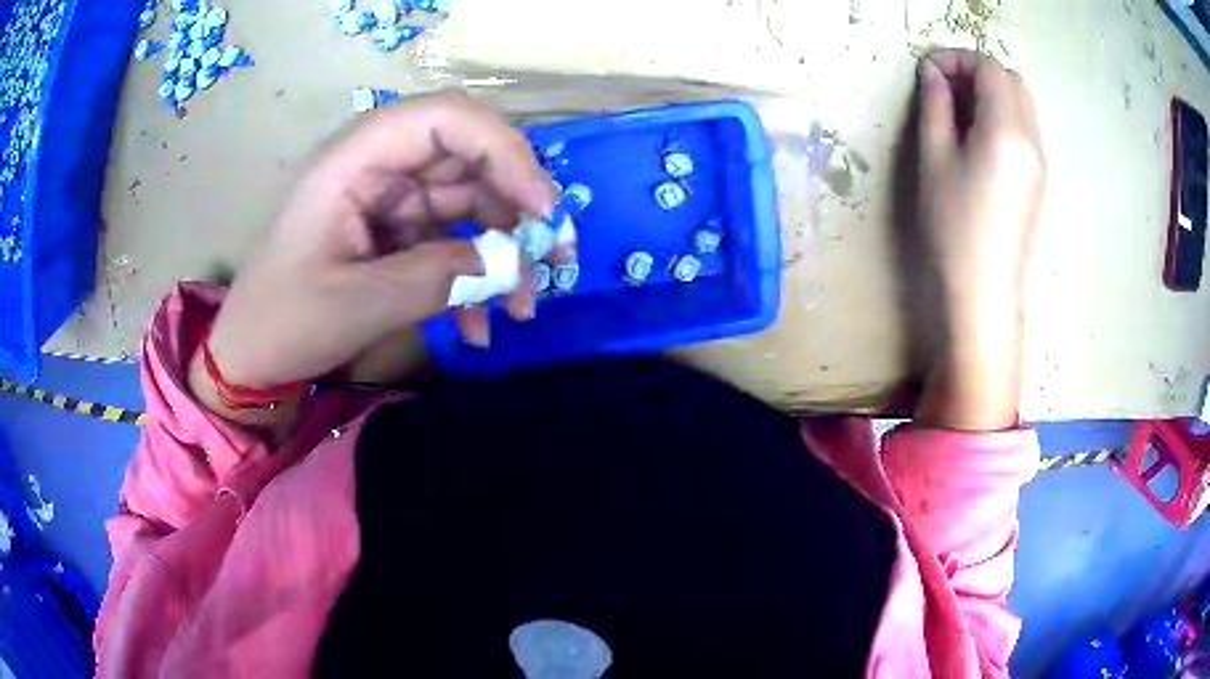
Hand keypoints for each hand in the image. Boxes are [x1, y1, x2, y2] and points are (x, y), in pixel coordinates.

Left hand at [192, 91, 558, 422]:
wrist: (253, 357)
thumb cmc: (285, 321)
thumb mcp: (359, 304)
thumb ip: (438, 277)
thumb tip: (511, 264)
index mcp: (357, 159)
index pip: (447, 120)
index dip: (504, 152)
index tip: (541, 210)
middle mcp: (381, 166)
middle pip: (470, 160)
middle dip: (517, 208)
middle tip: (553, 260)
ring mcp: (392, 200)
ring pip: (471, 204)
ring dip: (503, 254)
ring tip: (519, 309)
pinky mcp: (399, 232)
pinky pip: (452, 242)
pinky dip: (474, 279)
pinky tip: (478, 327)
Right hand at [913, 50, 1045, 430]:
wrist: (984, 291)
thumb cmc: (954, 227)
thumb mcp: (935, 159)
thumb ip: (936, 107)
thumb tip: (934, 73)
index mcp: (1007, 131)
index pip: (990, 69)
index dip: (958, 58)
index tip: (929, 70)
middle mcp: (1031, 139)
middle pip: (1011, 80)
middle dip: (977, 71)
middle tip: (945, 86)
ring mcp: (1039, 160)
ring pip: (1020, 102)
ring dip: (990, 92)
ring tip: (958, 109)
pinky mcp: (1037, 177)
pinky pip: (1023, 127)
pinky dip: (1000, 114)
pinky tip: (977, 135)